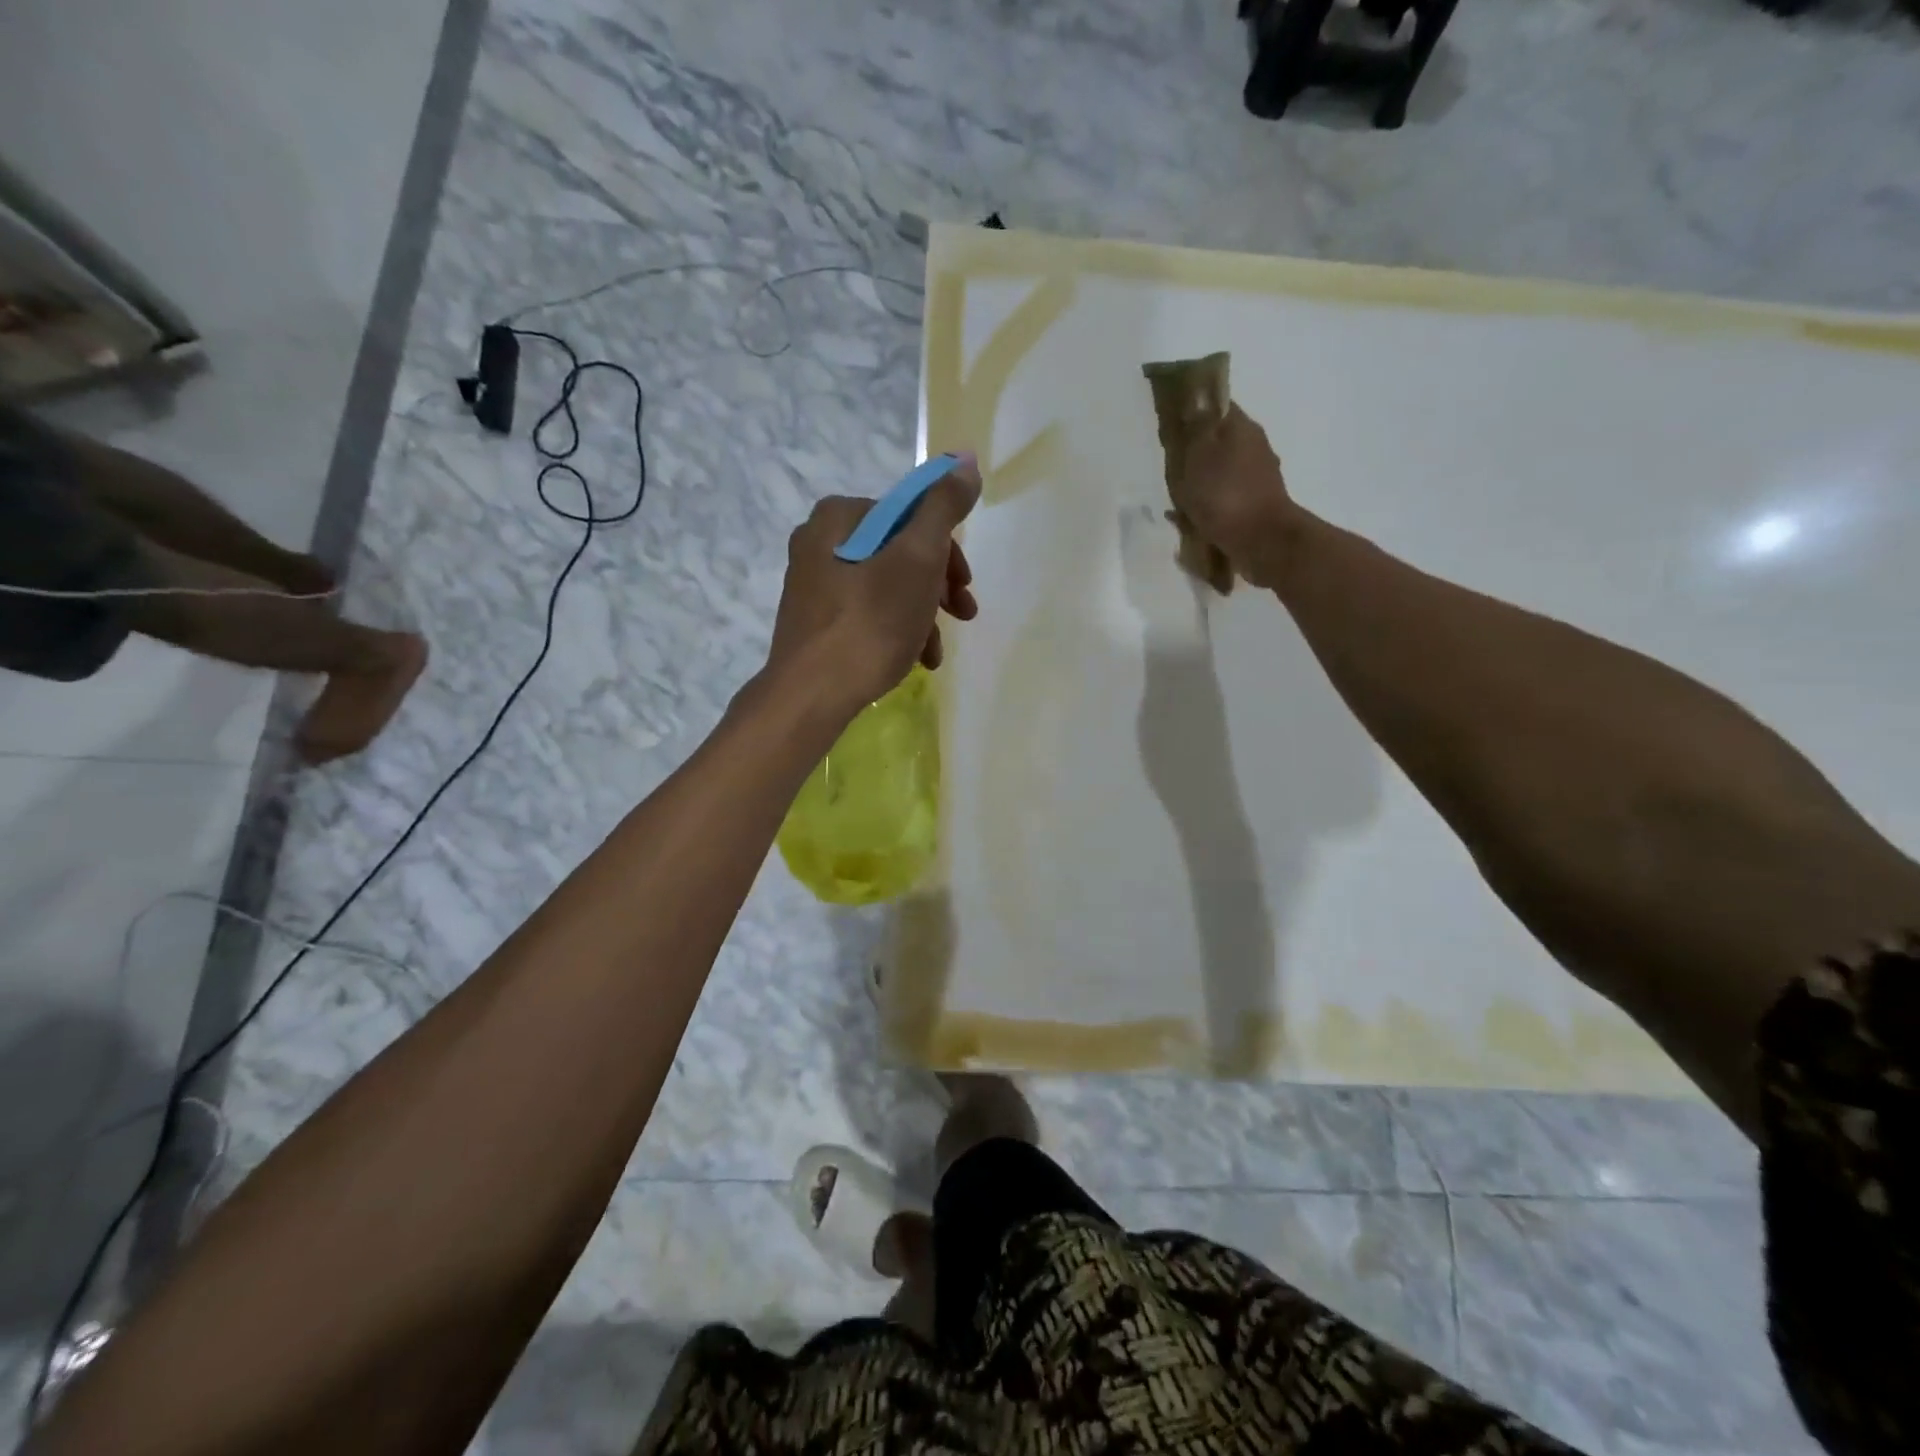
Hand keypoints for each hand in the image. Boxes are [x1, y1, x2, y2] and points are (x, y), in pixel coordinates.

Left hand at [766, 453, 981, 715]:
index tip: (964, 587)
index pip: (910, 516)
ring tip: (935, 651)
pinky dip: (897, 631)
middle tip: (962, 614)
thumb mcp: (916, 559)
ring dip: (922, 614)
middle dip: (937, 586)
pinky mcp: (817, 622)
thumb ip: (942, 508)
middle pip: (900, 552)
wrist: (811, 695)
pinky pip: (868, 614)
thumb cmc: (869, 623)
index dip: (947, 551)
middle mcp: (819, 542)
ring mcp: (815, 585)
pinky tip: (916, 659)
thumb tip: (963, 460)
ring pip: (887, 586)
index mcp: (838, 517)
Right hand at [1173, 404, 1299, 588]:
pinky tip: (1192, 520)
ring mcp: (1258, 477)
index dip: (1194, 411)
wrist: (1262, 541)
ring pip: (1221, 470)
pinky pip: (1225, 497)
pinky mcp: (1257, 504)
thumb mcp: (1199, 455)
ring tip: (1177, 500)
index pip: (1217, 405)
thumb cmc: (1224, 494)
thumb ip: (1196, 427)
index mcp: (1241, 427)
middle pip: (1218, 440)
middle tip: (1172, 468)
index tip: (1174, 425)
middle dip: (1195, 452)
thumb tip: (1196, 400)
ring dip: (1201, 481)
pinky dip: (1209, 504)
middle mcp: (1254, 446)